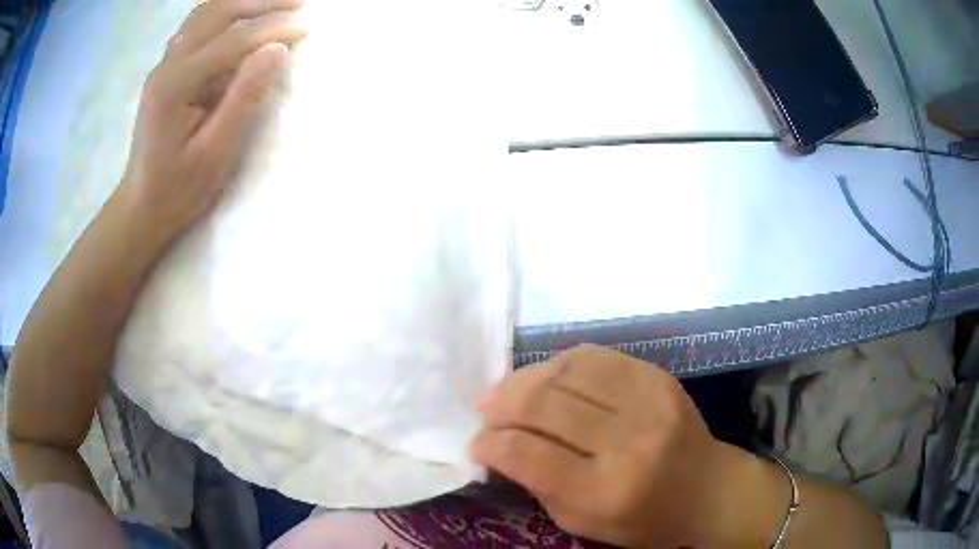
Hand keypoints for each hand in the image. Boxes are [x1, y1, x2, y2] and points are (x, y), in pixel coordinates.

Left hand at [123, 0, 307, 237]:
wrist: (141, 206)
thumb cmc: (178, 189)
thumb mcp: (215, 151)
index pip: (230, 42)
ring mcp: (164, 66)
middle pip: (215, 12)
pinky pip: (198, 29)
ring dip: (242, 4)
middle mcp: (166, 66)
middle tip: (297, 4)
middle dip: (259, 2)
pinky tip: (242, 24)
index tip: (306, 29)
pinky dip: (225, 18)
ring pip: (205, 15)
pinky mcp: (167, 71)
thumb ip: (244, 97)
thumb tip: (277, 51)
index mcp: (175, 86)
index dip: (271, 31)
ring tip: (275, 7)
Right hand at [471, 344, 769, 546]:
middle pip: (542, 403)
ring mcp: (647, 402)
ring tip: (508, 392)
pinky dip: (560, 363)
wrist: (707, 490)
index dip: (489, 443)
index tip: (477, 443)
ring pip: (565, 369)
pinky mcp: (658, 377)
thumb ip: (537, 484)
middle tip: (485, 412)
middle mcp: (626, 441)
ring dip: (524, 378)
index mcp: (604, 490)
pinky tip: (547, 377)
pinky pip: (595, 355)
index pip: (526, 453)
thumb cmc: (642, 520)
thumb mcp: (581, 522)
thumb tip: (498, 445)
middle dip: (500, 405)